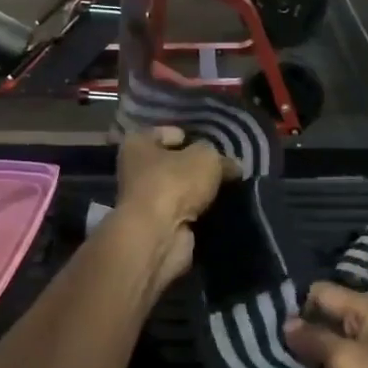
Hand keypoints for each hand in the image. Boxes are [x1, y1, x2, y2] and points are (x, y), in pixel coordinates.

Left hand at [113, 128, 238, 289]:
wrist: (158, 235)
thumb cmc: (173, 183)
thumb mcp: (205, 158)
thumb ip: (220, 158)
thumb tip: (233, 166)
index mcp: (137, 144)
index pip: (163, 132)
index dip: (187, 135)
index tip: (209, 143)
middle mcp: (134, 170)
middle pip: (171, 162)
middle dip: (194, 165)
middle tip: (223, 166)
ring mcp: (144, 201)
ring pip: (177, 189)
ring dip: (197, 191)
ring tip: (227, 187)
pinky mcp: (156, 226)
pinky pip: (182, 212)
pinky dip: (197, 212)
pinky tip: (219, 208)